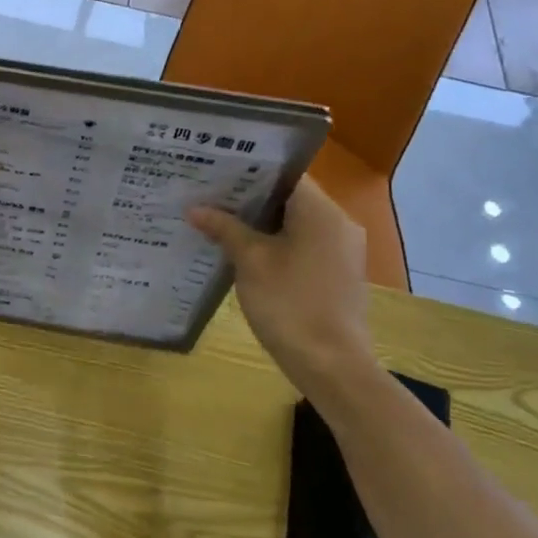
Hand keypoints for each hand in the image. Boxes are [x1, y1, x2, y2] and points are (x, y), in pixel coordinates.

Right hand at [188, 179, 379, 395]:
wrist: (332, 365)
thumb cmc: (290, 304)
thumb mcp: (250, 262)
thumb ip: (225, 229)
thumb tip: (195, 209)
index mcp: (322, 212)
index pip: (286, 175)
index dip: (251, 172)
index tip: (217, 173)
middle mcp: (339, 224)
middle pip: (290, 199)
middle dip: (251, 199)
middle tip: (210, 196)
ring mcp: (342, 251)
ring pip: (297, 224)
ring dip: (262, 224)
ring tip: (220, 222)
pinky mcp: (339, 274)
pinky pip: (304, 246)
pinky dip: (278, 244)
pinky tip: (246, 254)